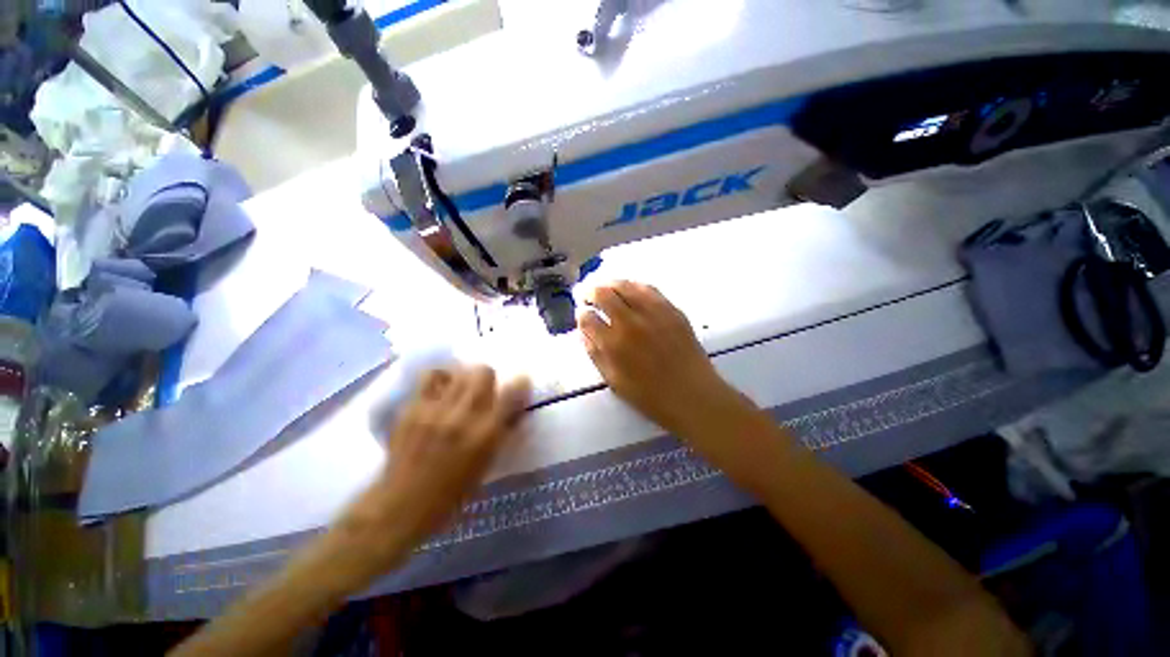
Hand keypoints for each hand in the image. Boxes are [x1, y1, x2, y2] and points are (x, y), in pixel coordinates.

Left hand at [337, 365, 530, 573]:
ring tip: (462, 389)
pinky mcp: (413, 408)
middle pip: (483, 372)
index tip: (520, 383)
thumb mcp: (487, 464)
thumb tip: (513, 408)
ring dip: (466, 377)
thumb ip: (502, 432)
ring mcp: (435, 410)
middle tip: (485, 390)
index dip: (520, 383)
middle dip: (489, 378)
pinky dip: (442, 378)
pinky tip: (441, 389)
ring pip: (459, 372)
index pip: (512, 393)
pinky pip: (431, 377)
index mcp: (485, 435)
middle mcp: (463, 416)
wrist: (401, 506)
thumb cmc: (452, 493)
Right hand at [577, 281, 750, 438]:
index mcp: (613, 344)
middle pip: (603, 294)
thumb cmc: (650, 396)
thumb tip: (584, 330)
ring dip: (610, 284)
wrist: (693, 395)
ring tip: (605, 287)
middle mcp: (630, 322)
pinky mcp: (671, 309)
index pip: (588, 318)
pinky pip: (648, 288)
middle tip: (587, 295)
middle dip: (590, 292)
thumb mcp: (614, 381)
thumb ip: (595, 353)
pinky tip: (629, 289)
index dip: (581, 314)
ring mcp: (653, 312)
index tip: (582, 313)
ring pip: (625, 285)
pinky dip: (633, 285)